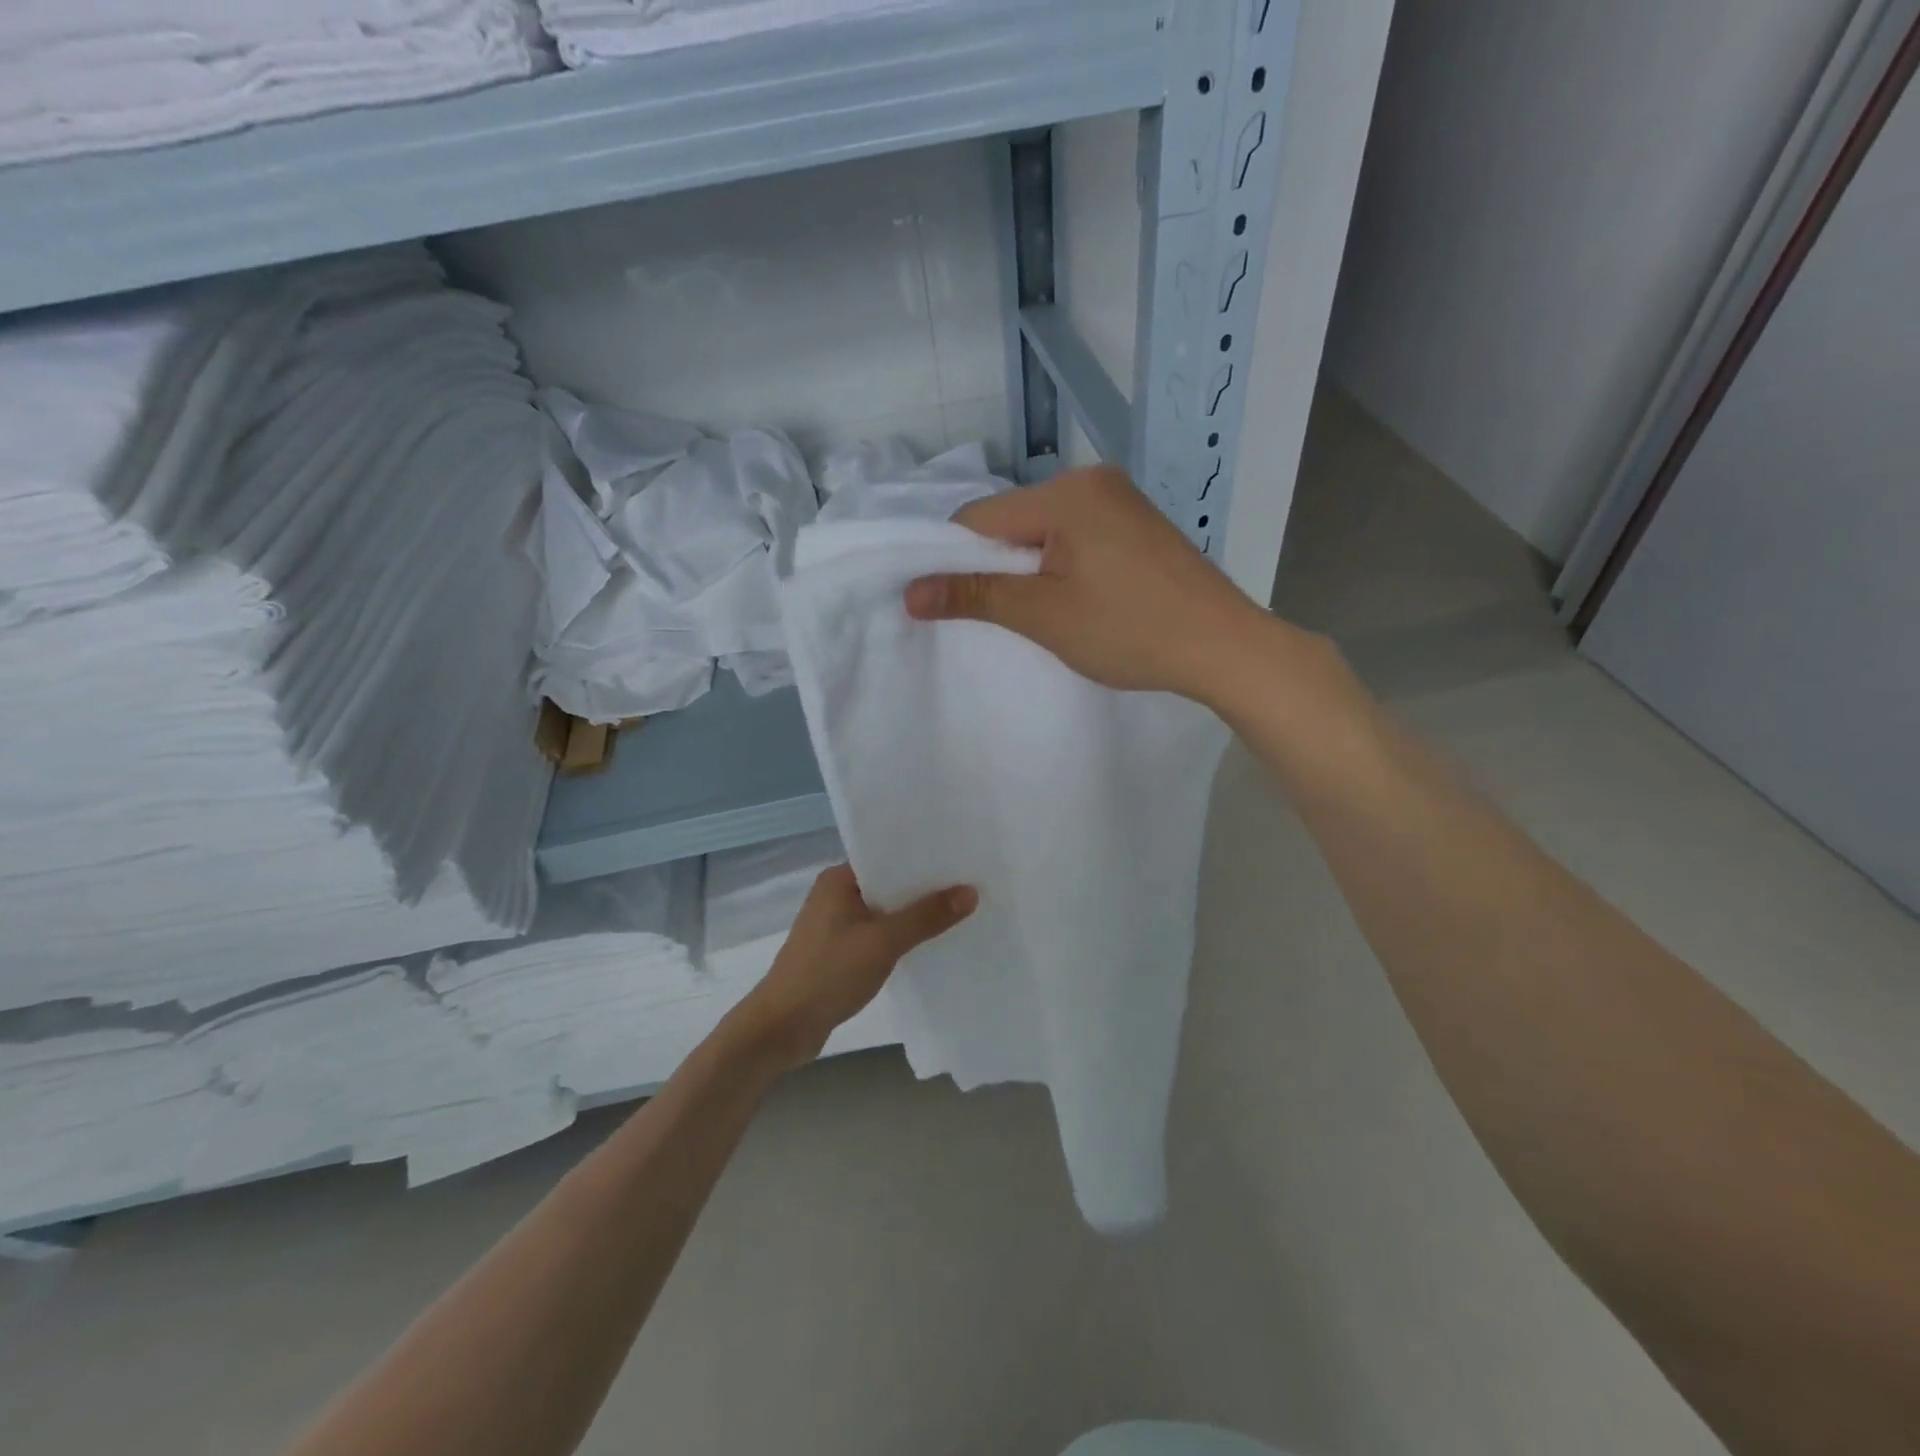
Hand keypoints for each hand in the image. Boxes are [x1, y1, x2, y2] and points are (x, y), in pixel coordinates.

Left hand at [733, 865, 976, 1072]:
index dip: (922, 857)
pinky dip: (899, 938)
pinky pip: (877, 935)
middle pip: (888, 884)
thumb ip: (926, 917)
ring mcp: (835, 926)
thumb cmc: (828, 973)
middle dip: (923, 888)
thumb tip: (970, 891)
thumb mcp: (883, 942)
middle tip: (969, 884)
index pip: (886, 856)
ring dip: (913, 916)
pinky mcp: (838, 953)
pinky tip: (928, 944)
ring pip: (884, 912)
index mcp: (839, 879)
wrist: (782, 1028)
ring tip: (958, 912)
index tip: (959, 857)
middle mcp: (835, 895)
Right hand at [902, 465, 1273, 701]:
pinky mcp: (1136, 523)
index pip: (980, 518)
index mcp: (1066, 492)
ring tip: (1040, 613)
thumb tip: (911, 592)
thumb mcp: (1044, 615)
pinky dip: (1060, 564)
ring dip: (1028, 568)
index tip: (951, 604)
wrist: (1223, 646)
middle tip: (1001, 616)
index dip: (955, 562)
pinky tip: (1073, 598)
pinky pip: (1075, 535)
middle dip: (995, 566)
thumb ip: (975, 595)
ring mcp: (1120, 499)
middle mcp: (1092, 480)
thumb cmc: (1131, 631)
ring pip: (1042, 530)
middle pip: (1011, 520)